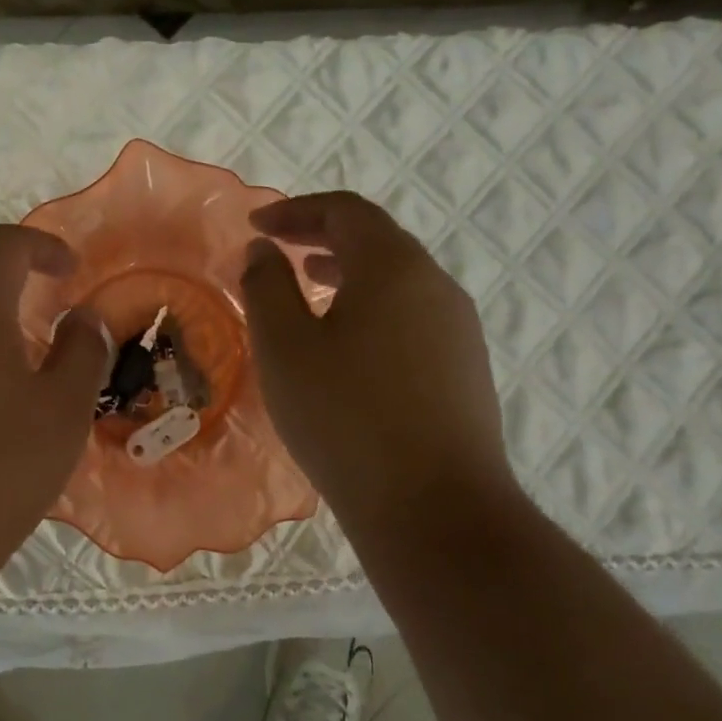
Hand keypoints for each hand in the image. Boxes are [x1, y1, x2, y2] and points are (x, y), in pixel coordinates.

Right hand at [241, 192, 516, 540]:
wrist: (435, 509)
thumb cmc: (346, 418)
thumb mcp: (284, 348)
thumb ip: (266, 287)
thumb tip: (263, 251)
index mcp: (394, 267)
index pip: (346, 211)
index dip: (296, 211)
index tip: (256, 225)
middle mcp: (436, 285)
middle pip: (377, 240)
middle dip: (322, 237)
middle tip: (279, 251)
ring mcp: (459, 329)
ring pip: (397, 280)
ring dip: (349, 273)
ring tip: (309, 288)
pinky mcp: (465, 369)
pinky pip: (411, 315)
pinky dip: (372, 307)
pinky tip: (347, 344)